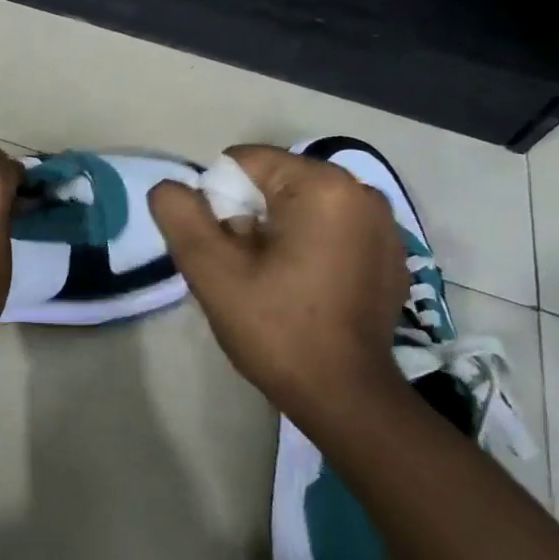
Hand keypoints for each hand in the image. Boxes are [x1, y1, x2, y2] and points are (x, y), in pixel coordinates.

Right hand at [148, 145, 407, 405]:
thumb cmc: (277, 329)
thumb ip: (180, 216)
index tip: (226, 252)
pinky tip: (304, 288)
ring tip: (272, 281)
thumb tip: (169, 187)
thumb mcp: (212, 271)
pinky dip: (307, 246)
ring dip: (275, 232)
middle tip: (244, 270)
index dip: (217, 203)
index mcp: (323, 186)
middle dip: (247, 217)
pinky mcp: (390, 252)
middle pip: (273, 182)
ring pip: (299, 205)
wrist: (345, 397)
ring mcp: (382, 223)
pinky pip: (329, 228)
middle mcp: (361, 191)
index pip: (243, 162)